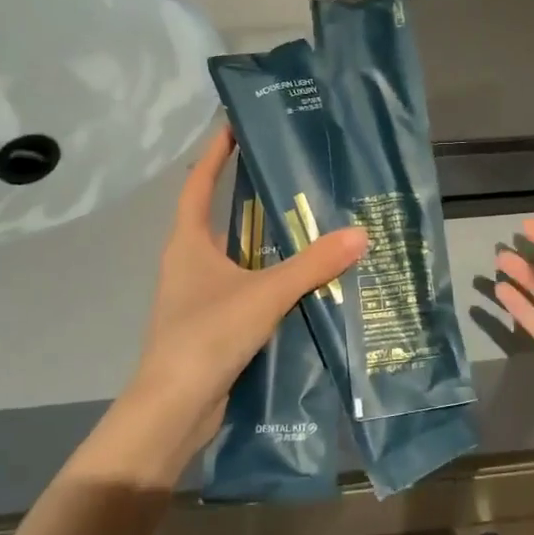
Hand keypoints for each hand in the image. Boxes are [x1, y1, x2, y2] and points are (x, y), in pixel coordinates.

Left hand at [81, 128, 365, 477]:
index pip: (199, 183)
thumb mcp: (265, 293)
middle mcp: (189, 263)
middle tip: (293, 176)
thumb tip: (360, 234)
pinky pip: (245, 288)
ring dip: (265, 242)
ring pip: (236, 256)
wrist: (173, 410)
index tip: (235, 124)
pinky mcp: (212, 324)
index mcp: (188, 243)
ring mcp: (198, 296)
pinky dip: (269, 279)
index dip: (216, 152)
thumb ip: (312, 265)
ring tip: (309, 226)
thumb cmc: (207, 335)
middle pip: (220, 217)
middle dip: (251, 196)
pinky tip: (303, 282)